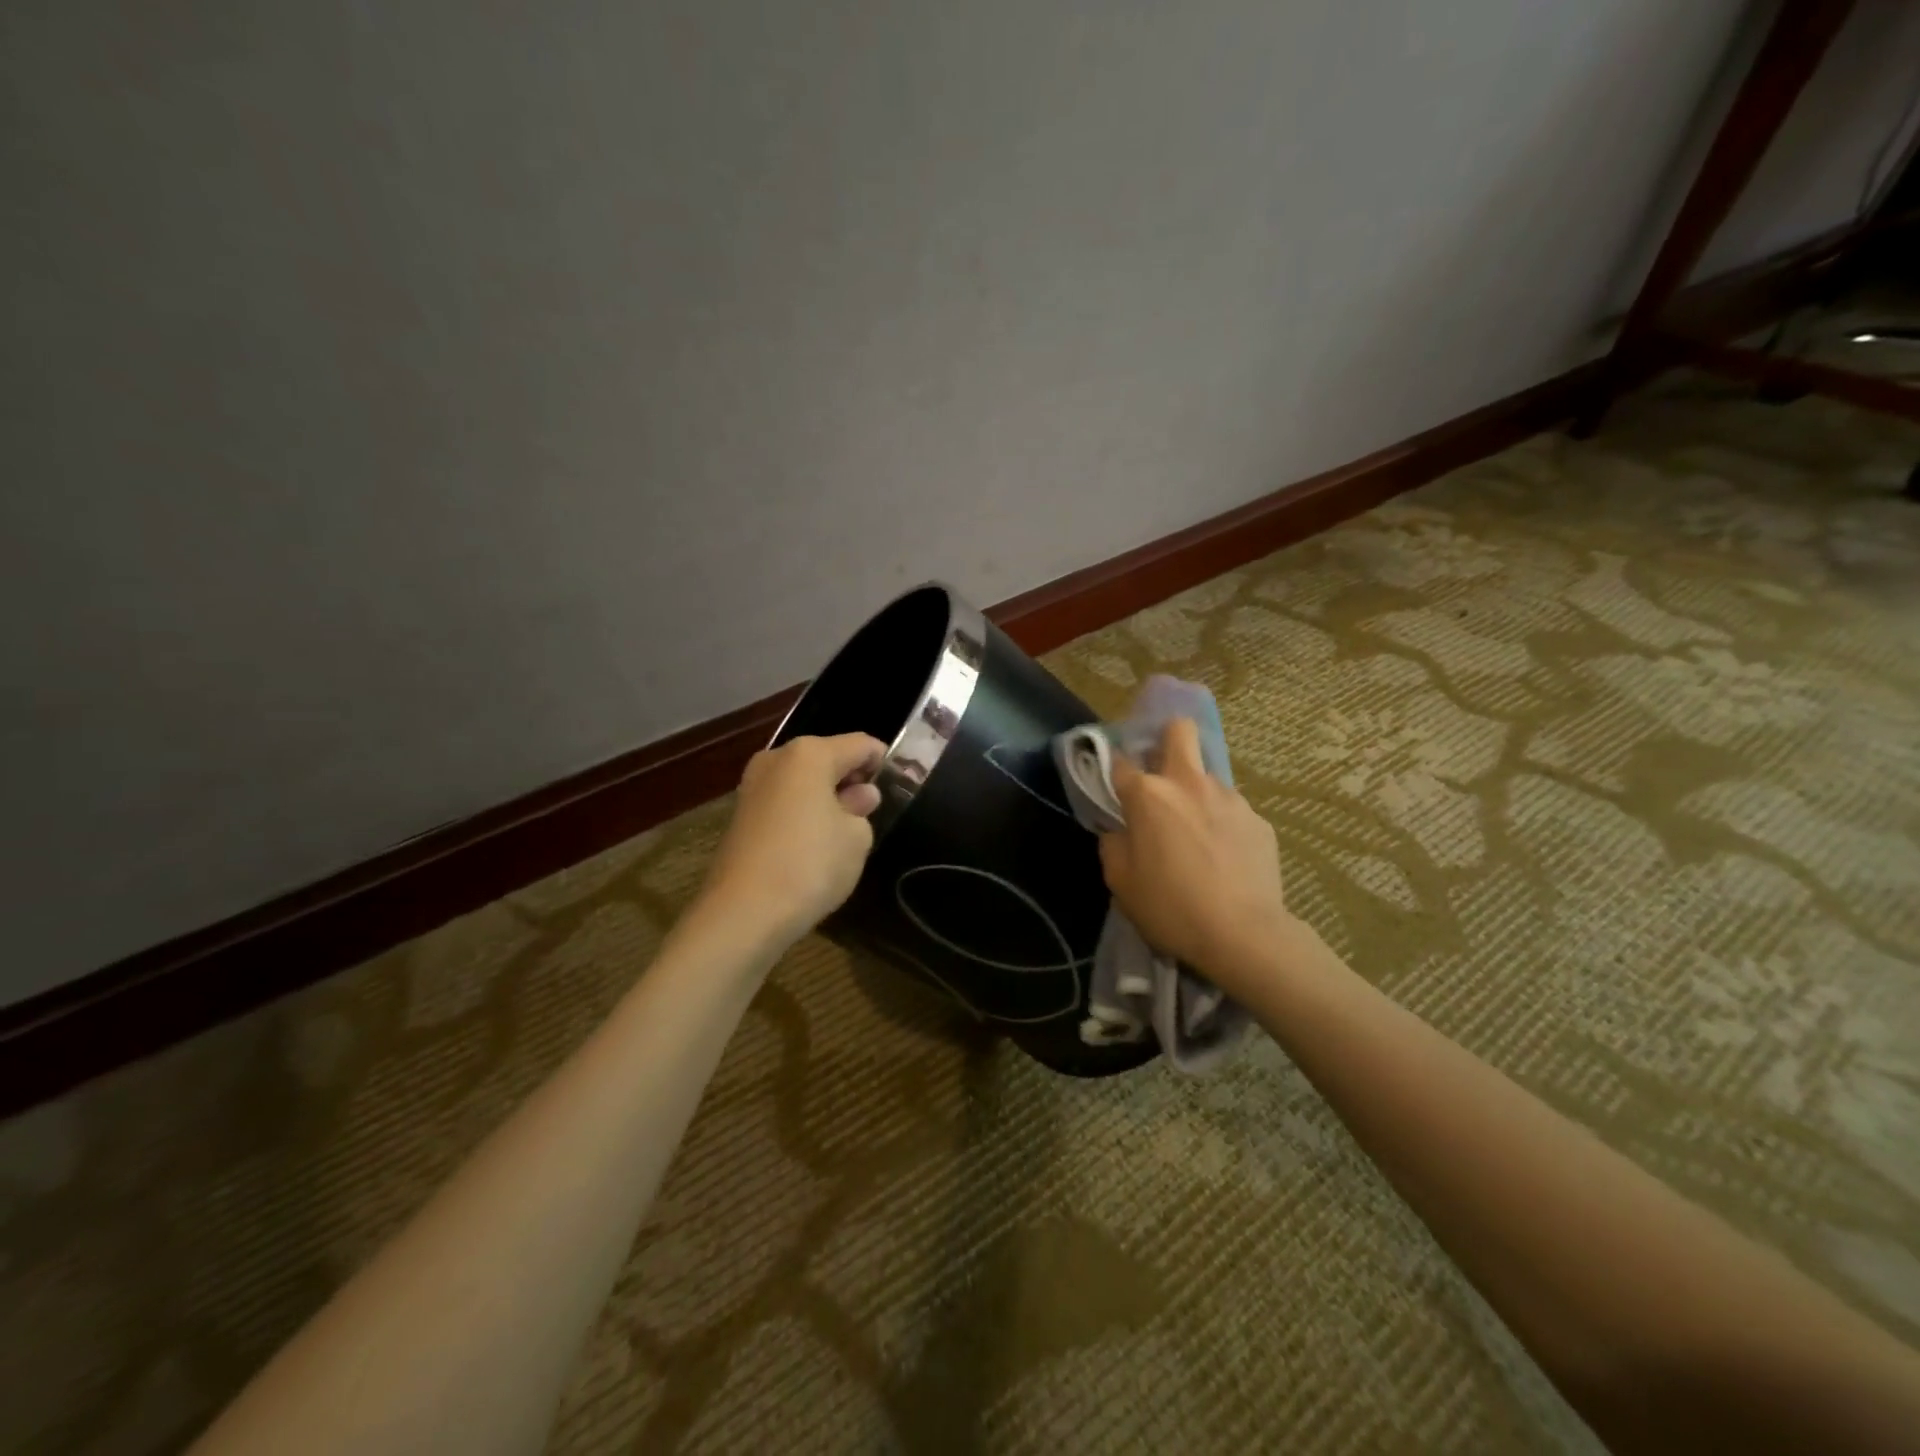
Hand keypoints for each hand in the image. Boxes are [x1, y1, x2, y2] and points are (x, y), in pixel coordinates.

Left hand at [700, 732, 886, 942]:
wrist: (743, 914)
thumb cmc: (810, 865)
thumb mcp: (856, 838)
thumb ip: (862, 809)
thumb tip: (858, 796)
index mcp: (809, 754)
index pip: (861, 744)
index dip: (884, 762)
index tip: (901, 785)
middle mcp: (776, 759)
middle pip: (828, 758)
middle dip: (852, 780)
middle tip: (873, 812)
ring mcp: (753, 786)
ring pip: (804, 781)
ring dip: (827, 798)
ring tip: (845, 833)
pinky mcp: (741, 816)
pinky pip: (785, 803)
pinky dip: (804, 814)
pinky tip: (815, 845)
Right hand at [1099, 718, 1293, 990]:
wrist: (1243, 934)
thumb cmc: (1170, 907)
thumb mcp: (1120, 882)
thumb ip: (1113, 844)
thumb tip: (1119, 829)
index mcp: (1149, 795)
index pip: (1120, 761)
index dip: (1113, 768)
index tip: (1113, 784)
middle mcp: (1189, 783)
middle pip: (1179, 731)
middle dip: (1167, 738)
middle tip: (1161, 772)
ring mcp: (1229, 798)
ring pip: (1207, 778)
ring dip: (1196, 795)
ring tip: (1197, 837)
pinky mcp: (1258, 820)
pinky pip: (1232, 812)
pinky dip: (1222, 825)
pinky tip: (1224, 859)